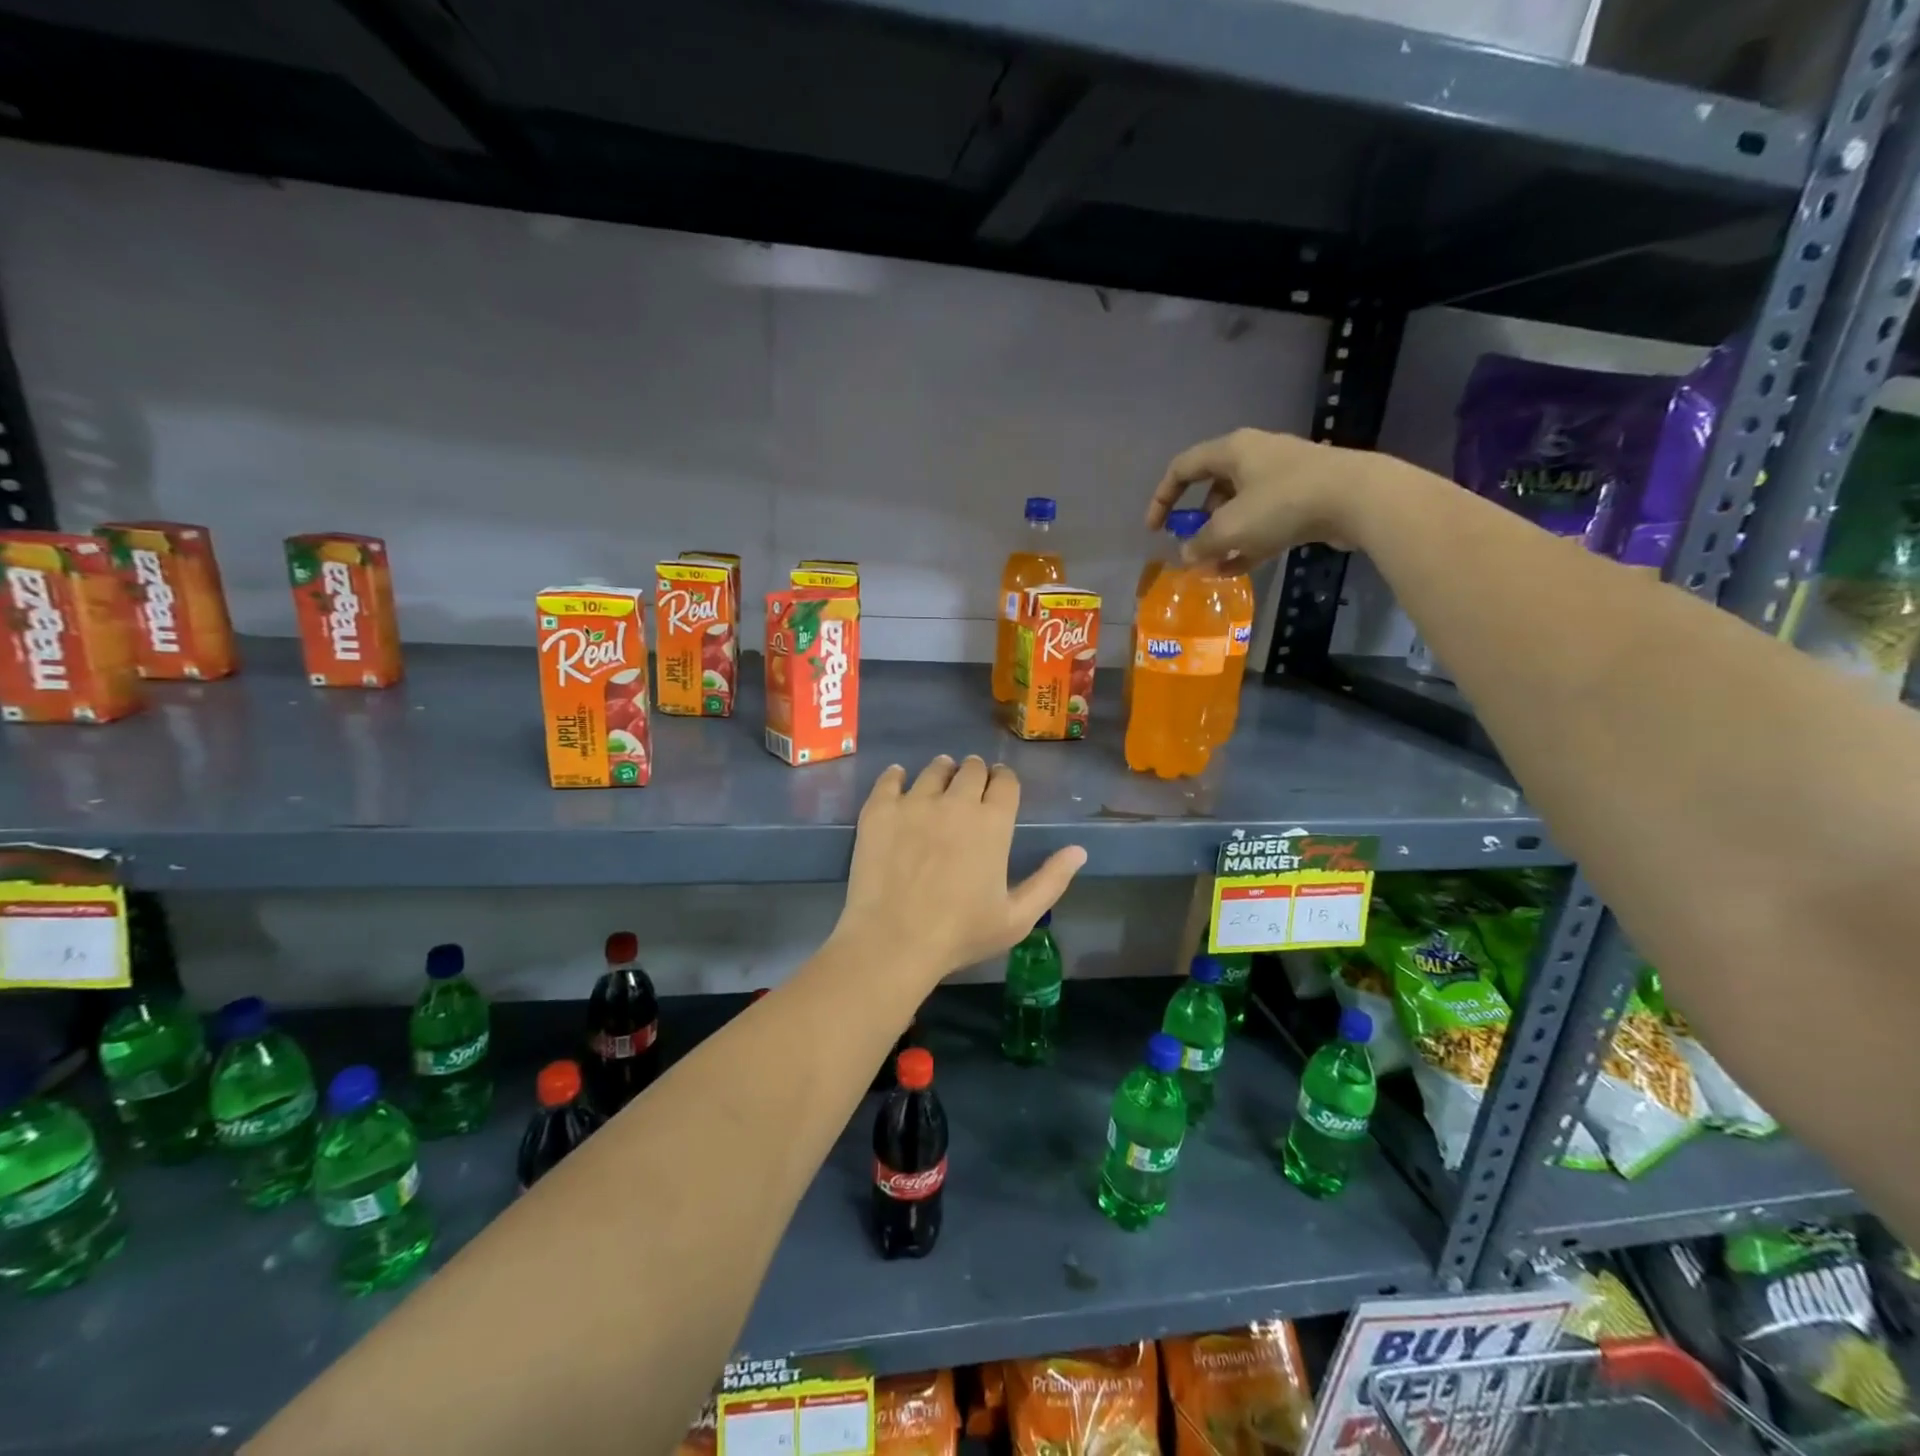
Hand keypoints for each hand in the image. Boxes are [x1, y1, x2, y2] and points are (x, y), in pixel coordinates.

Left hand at [833, 756, 1085, 981]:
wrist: (893, 941)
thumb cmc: (960, 934)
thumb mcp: (1017, 918)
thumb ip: (1050, 880)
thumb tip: (1079, 850)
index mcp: (993, 823)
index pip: (1005, 782)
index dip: (1004, 781)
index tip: (999, 787)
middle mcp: (956, 802)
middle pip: (972, 768)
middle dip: (975, 773)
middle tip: (969, 786)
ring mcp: (915, 802)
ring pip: (934, 769)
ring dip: (942, 771)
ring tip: (939, 783)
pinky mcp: (880, 809)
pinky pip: (890, 777)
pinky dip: (897, 776)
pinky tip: (899, 781)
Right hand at [1147, 428, 1385, 564]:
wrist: (1358, 499)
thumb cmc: (1282, 504)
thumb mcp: (1231, 528)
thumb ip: (1201, 543)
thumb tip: (1187, 554)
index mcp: (1232, 450)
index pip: (1182, 468)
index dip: (1162, 498)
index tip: (1155, 529)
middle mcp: (1255, 456)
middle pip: (1212, 488)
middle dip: (1196, 522)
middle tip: (1189, 547)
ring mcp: (1282, 477)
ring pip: (1239, 507)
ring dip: (1222, 537)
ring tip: (1211, 566)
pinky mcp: (1304, 497)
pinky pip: (1264, 520)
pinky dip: (1247, 542)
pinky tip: (1236, 569)